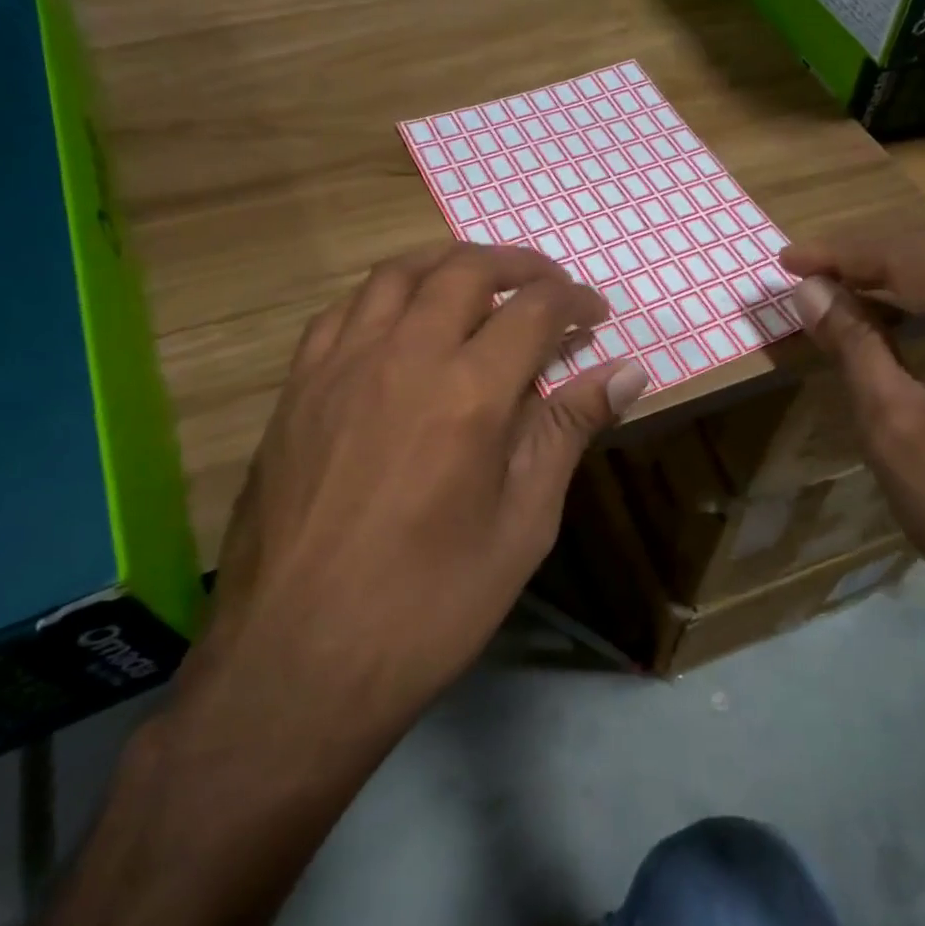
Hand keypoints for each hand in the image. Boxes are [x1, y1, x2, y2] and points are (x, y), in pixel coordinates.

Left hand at [171, 243, 648, 774]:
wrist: (299, 661)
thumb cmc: (431, 604)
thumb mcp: (523, 524)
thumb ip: (568, 433)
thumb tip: (628, 372)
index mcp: (468, 392)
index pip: (534, 309)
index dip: (574, 301)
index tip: (595, 314)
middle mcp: (401, 356)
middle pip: (465, 269)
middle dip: (519, 265)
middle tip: (549, 287)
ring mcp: (339, 367)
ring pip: (397, 275)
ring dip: (449, 264)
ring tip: (481, 285)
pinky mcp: (296, 389)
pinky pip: (345, 312)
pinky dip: (387, 297)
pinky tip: (402, 325)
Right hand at [780, 229, 924, 656]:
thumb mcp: (899, 431)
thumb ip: (855, 347)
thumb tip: (811, 292)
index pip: (918, 257)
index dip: (844, 255)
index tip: (786, 260)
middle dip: (878, 255)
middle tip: (815, 273)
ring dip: (918, 268)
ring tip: (856, 287)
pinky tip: (919, 317)